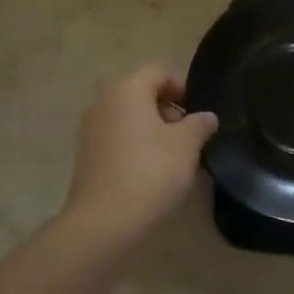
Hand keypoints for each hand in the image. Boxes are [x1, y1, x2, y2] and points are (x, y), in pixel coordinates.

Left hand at [64, 64, 217, 244]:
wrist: (104, 222)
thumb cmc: (150, 172)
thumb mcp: (186, 146)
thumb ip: (199, 124)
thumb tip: (207, 116)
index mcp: (126, 89)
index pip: (158, 72)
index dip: (182, 88)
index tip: (196, 115)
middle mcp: (103, 101)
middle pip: (141, 93)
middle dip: (167, 110)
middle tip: (187, 138)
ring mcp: (90, 128)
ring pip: (128, 117)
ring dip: (151, 130)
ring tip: (171, 158)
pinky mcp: (85, 155)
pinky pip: (116, 138)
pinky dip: (134, 146)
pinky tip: (149, 173)